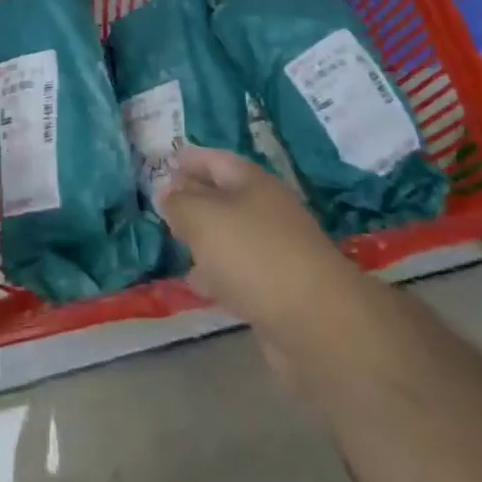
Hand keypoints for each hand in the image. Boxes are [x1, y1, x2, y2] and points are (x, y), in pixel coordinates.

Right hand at [162, 146, 361, 342]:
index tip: (167, 161)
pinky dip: (218, 274)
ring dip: (206, 238)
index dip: (191, 159)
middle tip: (165, 203)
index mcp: (253, 182)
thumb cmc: (253, 254)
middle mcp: (267, 210)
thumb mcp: (203, 218)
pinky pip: (240, 272)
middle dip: (196, 197)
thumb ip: (180, 203)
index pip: (217, 160)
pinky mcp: (279, 290)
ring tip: (175, 243)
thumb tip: (169, 192)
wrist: (316, 322)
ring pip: (232, 235)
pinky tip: (199, 286)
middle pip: (226, 196)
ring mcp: (277, 251)